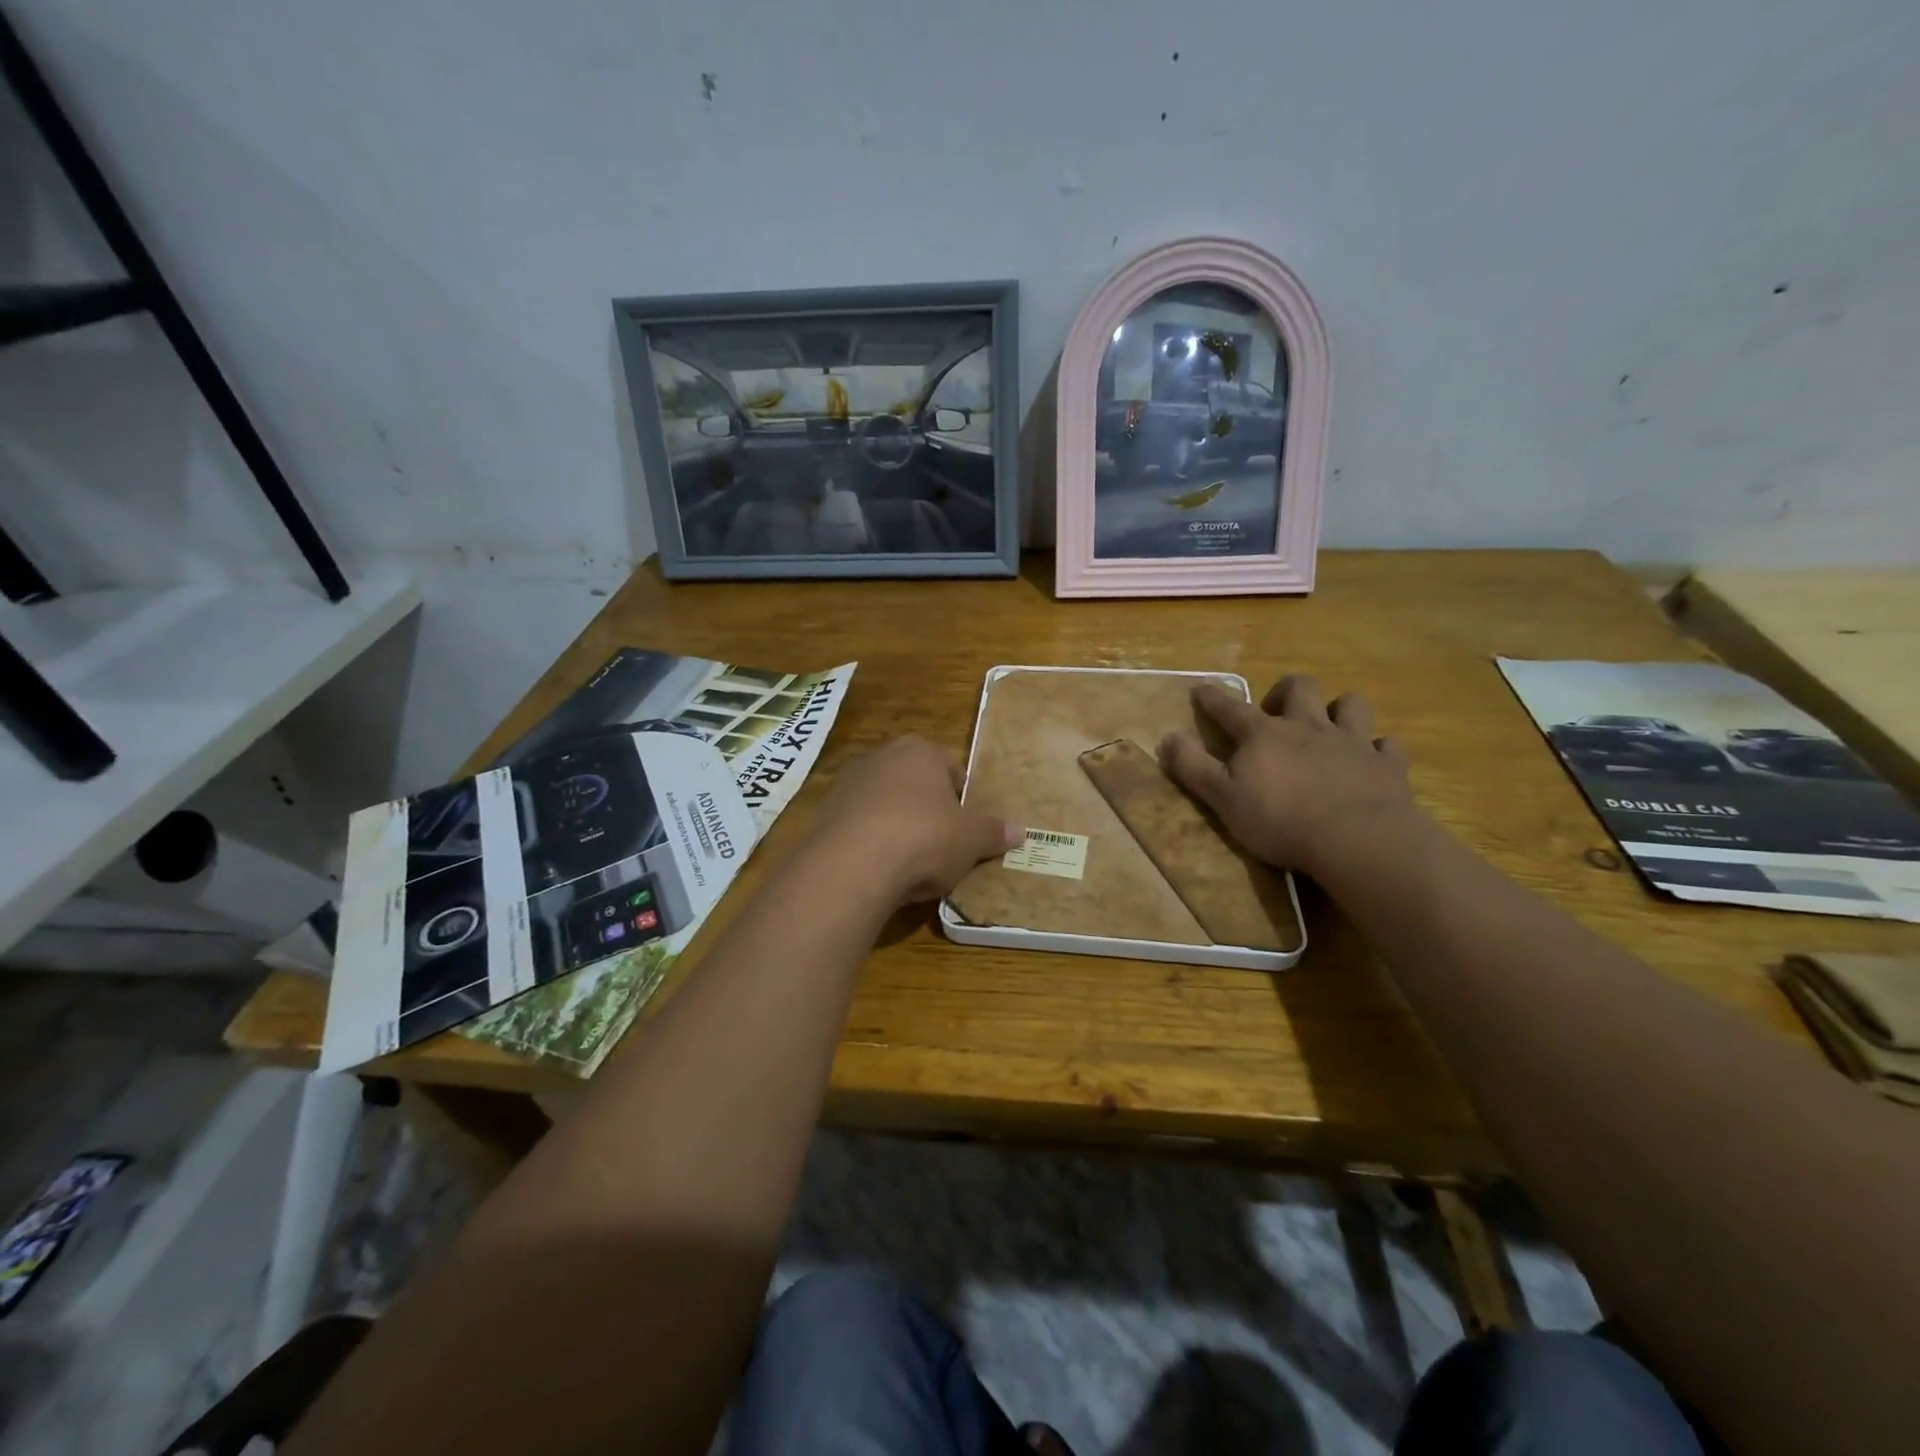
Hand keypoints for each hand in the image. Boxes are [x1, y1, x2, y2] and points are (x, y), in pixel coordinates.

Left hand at [810, 736, 1022, 903]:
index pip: (951, 770)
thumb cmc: (924, 837)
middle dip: (928, 812)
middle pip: (915, 785)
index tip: (966, 829)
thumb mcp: (971, 839)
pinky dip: (870, 844)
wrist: (852, 864)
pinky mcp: (824, 814)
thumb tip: (1021, 831)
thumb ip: (994, 832)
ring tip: (909, 864)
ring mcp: (848, 784)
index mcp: (920, 751)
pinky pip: (858, 828)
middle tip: (942, 847)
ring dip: (897, 828)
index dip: (962, 801)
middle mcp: (881, 757)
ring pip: (884, 806)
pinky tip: (879, 870)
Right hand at [1158, 676, 1419, 877]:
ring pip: (1351, 705)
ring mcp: (1352, 743)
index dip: (1212, 698)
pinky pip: (1388, 746)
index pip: (1230, 708)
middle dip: (1285, 691)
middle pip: (1299, 688)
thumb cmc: (1280, 819)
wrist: (1356, 839)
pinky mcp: (1386, 766)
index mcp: (1264, 735)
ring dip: (1339, 710)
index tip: (1201, 689)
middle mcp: (1308, 727)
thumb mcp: (1222, 797)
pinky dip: (1379, 750)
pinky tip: (1373, 760)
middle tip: (1276, 711)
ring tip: (1329, 727)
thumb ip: (1192, 767)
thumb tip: (1167, 738)